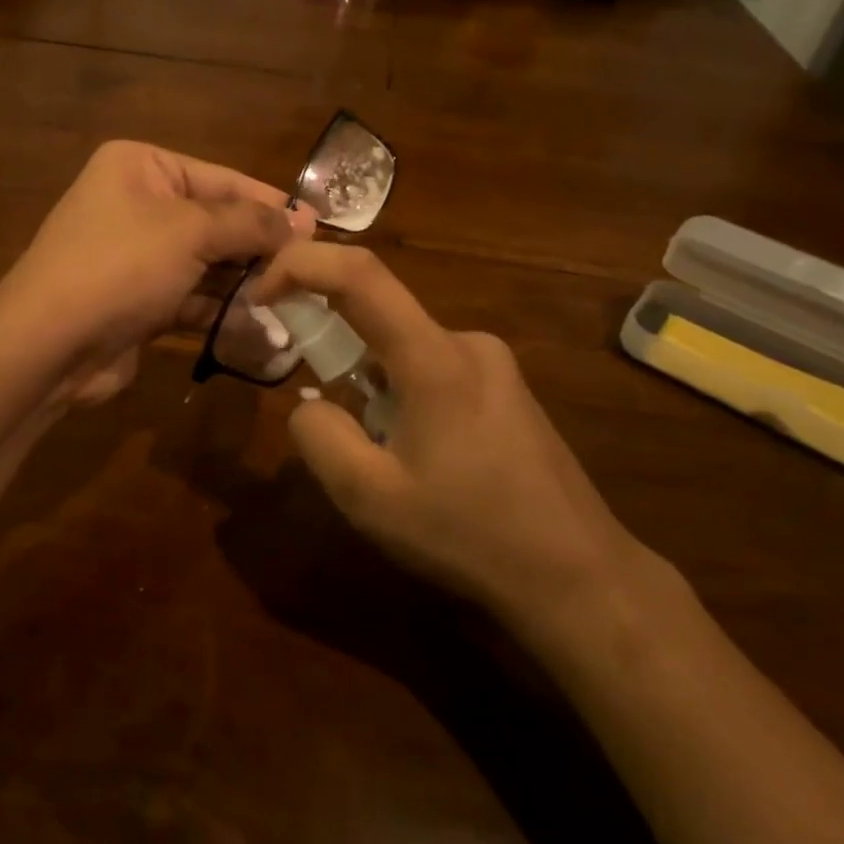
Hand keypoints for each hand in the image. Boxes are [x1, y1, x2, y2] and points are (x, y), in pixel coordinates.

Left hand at [0, 141, 305, 399]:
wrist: (48, 345)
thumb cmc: (120, 267)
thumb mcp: (191, 232)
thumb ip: (249, 223)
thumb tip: (301, 220)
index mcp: (141, 167)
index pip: (221, 178)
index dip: (270, 203)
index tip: (317, 226)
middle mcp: (136, 204)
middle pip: (215, 221)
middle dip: (259, 247)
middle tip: (310, 268)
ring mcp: (135, 256)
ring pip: (206, 263)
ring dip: (244, 282)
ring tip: (292, 298)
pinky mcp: (138, 300)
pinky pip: (190, 296)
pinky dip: (220, 309)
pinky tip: (259, 323)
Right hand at [254, 242, 647, 637]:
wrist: (580, 577)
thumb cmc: (469, 535)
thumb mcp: (369, 498)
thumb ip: (319, 436)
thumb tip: (310, 403)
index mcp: (435, 358)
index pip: (359, 274)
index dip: (300, 265)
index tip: (263, 296)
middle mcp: (467, 343)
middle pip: (379, 319)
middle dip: (336, 355)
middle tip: (335, 427)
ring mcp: (495, 365)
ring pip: (404, 352)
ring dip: (373, 389)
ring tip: (390, 465)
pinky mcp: (508, 390)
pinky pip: (434, 372)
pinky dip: (404, 398)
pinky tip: (426, 463)